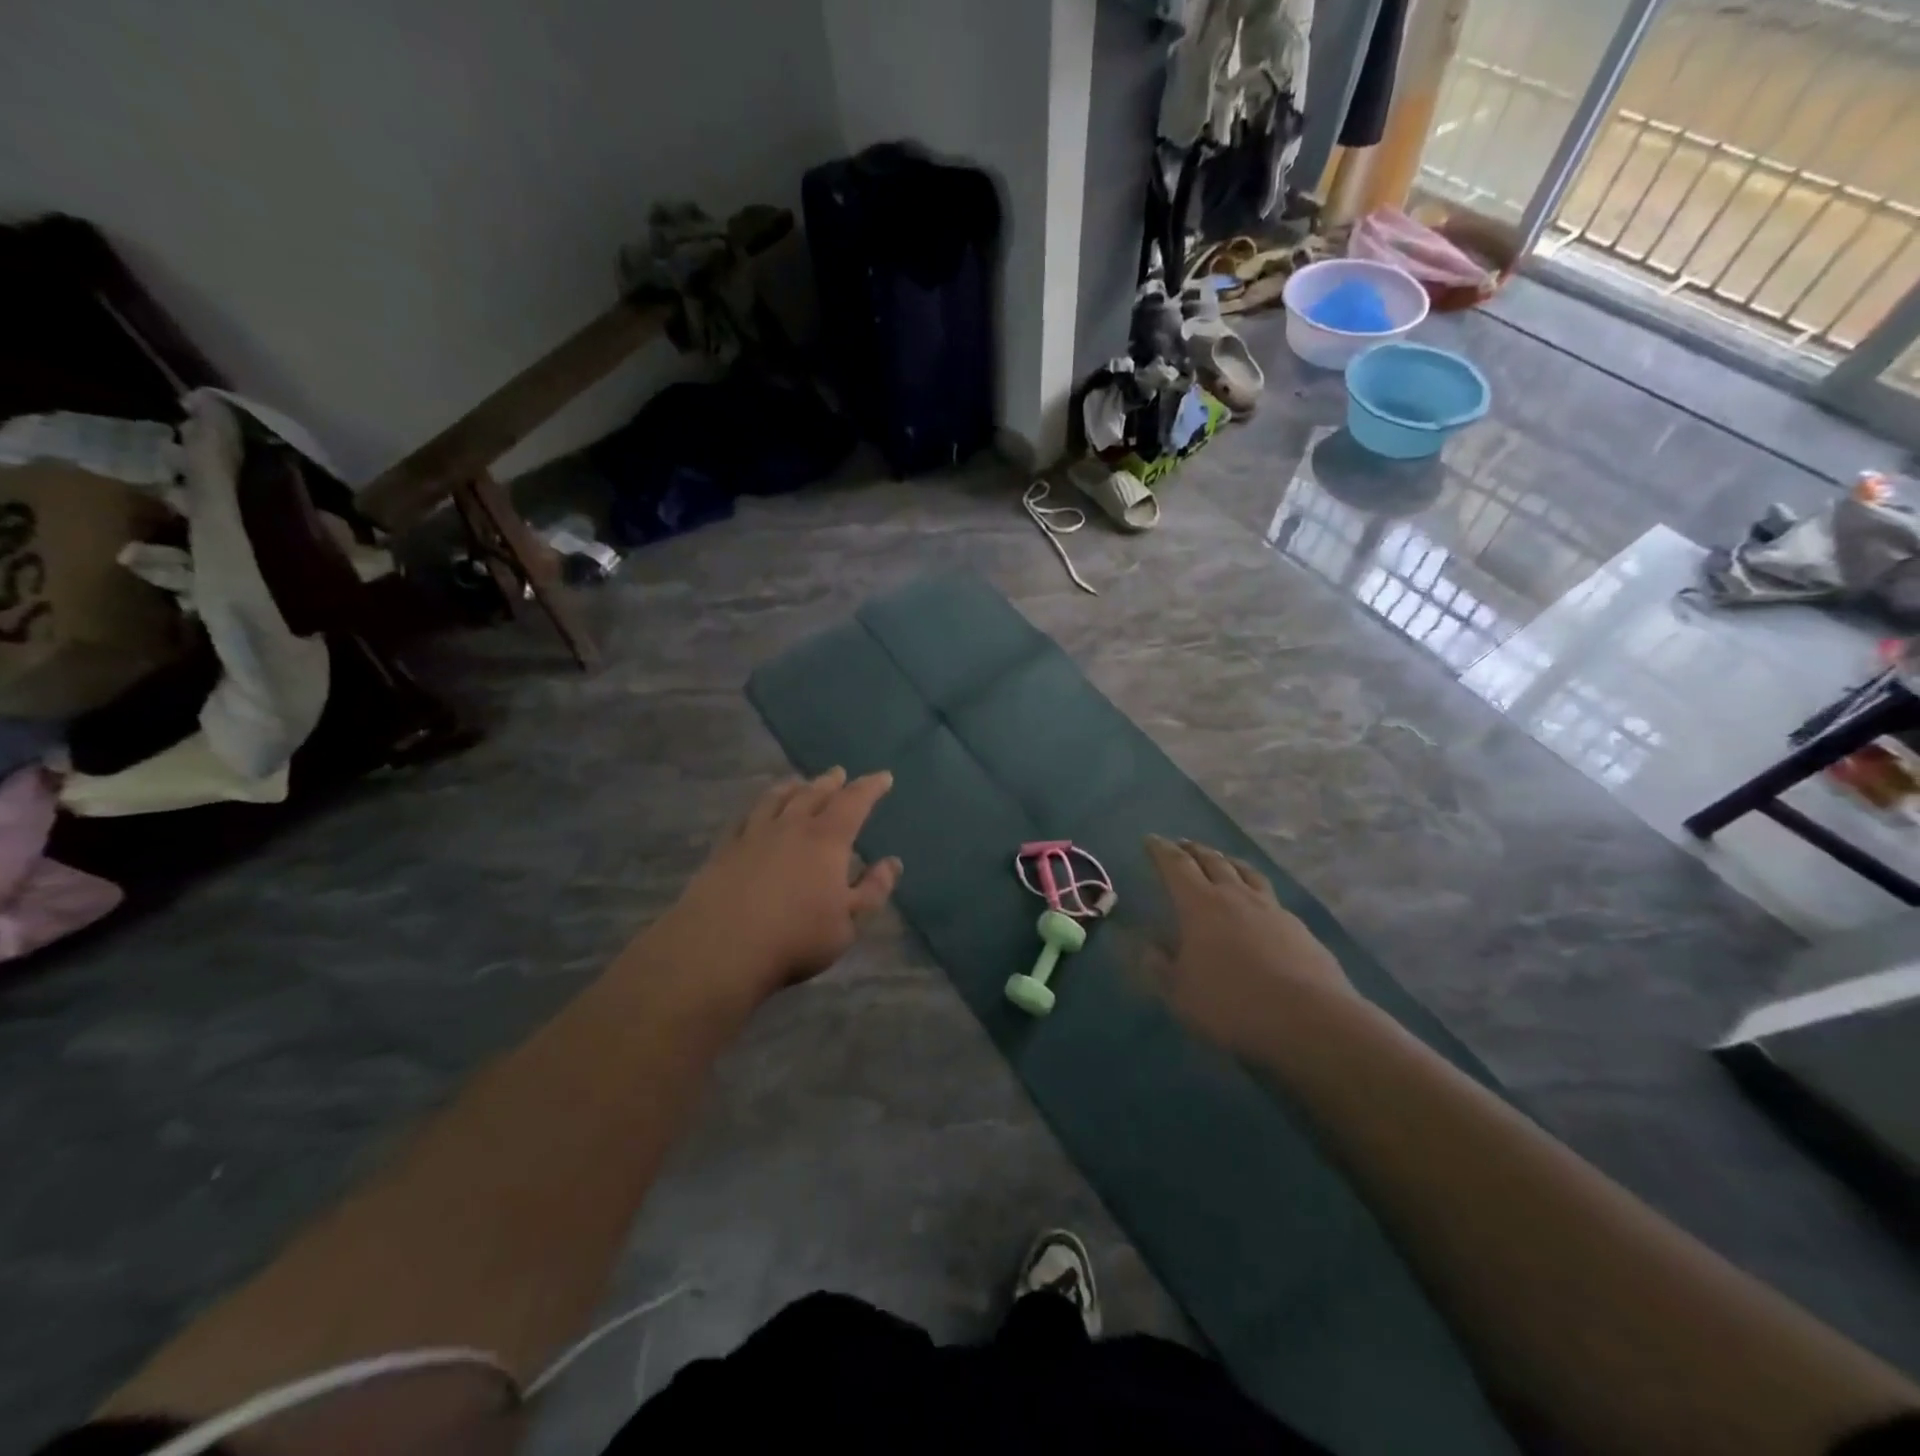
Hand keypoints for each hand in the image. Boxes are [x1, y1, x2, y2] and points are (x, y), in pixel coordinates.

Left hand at [647, 768, 901, 1008]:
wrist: (721, 949)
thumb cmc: (796, 938)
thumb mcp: (849, 923)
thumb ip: (873, 890)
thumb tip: (893, 863)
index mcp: (827, 839)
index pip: (854, 802)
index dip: (870, 787)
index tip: (883, 777)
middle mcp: (791, 826)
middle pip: (814, 794)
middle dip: (831, 782)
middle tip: (839, 773)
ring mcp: (754, 835)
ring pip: (776, 799)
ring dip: (792, 787)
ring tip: (799, 782)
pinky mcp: (724, 849)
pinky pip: (744, 818)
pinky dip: (757, 808)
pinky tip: (755, 812)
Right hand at [1144, 835, 1353, 1058]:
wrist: (1310, 1020)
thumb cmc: (1232, 1004)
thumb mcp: (1180, 994)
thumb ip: (1160, 967)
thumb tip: (1151, 947)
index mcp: (1199, 905)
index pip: (1176, 866)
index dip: (1161, 850)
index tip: (1150, 839)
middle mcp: (1235, 896)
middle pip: (1212, 861)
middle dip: (1193, 850)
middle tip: (1182, 845)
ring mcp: (1271, 909)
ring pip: (1246, 872)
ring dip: (1228, 861)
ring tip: (1221, 860)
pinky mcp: (1299, 928)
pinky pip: (1271, 897)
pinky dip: (1256, 891)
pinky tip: (1259, 904)